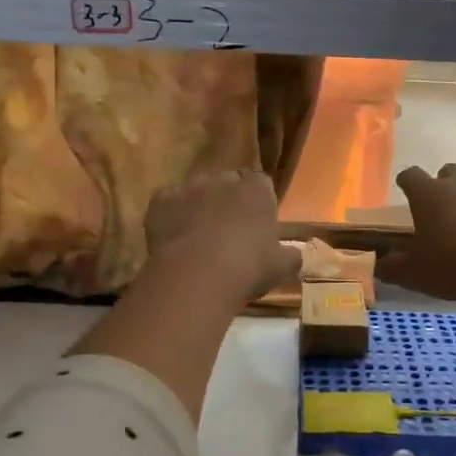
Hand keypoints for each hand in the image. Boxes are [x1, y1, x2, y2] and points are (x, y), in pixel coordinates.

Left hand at [145, 169, 300, 300]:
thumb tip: (295, 254)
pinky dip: (171, 216)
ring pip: (196, 191)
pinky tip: (175, 239)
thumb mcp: (282, 267)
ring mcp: (189, 187)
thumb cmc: (248, 268)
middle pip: (228, 183)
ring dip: (199, 206)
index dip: (258, 203)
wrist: (197, 276)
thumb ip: (291, 256)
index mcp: (256, 189)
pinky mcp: (160, 200)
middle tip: (228, 231)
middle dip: (228, 201)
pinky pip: (168, 203)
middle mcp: (223, 179)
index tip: (257, 224)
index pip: (261, 184)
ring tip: (198, 236)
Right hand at [379, 165, 455, 300]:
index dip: (407, 183)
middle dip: (445, 186)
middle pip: (449, 172)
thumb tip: (380, 264)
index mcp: (429, 195)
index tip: (406, 191)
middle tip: (446, 211)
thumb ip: (393, 267)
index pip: (410, 176)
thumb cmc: (455, 266)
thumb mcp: (414, 274)